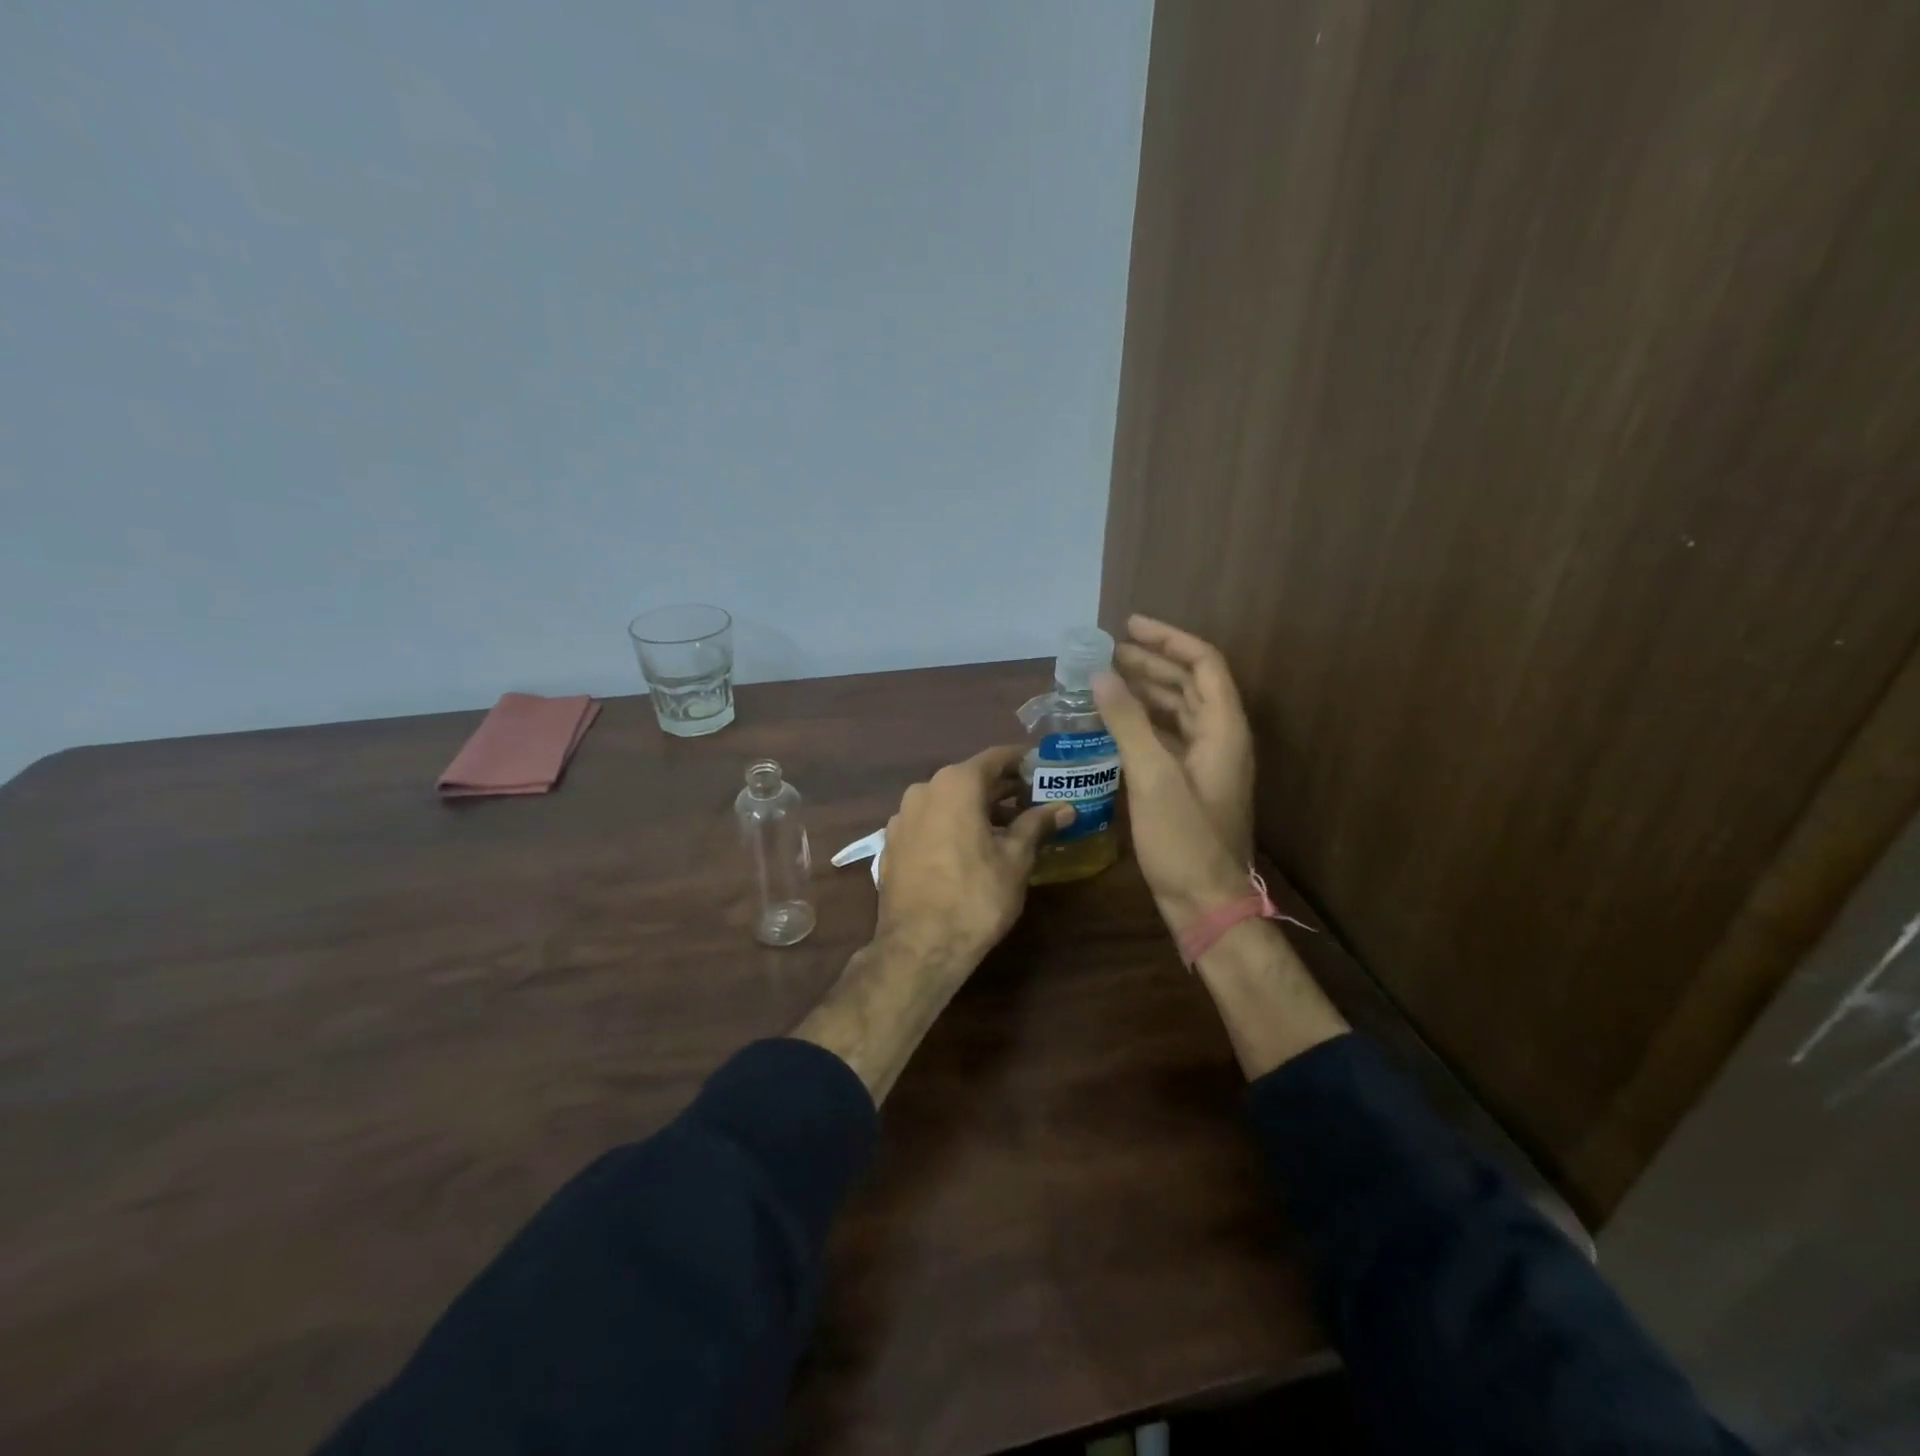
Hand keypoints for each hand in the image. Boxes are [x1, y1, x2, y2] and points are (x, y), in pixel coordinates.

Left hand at [876, 745, 1071, 973]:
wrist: (919, 947)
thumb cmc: (975, 897)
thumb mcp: (1016, 860)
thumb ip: (1037, 825)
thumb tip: (1065, 807)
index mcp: (955, 784)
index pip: (996, 758)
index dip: (1022, 761)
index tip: (1044, 767)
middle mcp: (923, 790)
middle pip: (970, 779)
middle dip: (1002, 789)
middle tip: (1034, 799)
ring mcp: (902, 817)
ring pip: (947, 801)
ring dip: (976, 809)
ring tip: (1007, 828)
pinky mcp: (892, 844)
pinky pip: (929, 823)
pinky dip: (952, 826)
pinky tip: (970, 849)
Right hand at [1095, 619, 1253, 936]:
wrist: (1206, 903)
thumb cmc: (1184, 840)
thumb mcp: (1153, 777)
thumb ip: (1128, 722)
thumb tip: (1101, 675)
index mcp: (1223, 730)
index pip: (1203, 664)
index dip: (1168, 640)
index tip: (1129, 626)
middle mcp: (1220, 739)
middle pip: (1190, 684)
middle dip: (1152, 663)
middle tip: (1109, 652)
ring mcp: (1207, 764)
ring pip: (1178, 712)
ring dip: (1146, 691)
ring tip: (1106, 679)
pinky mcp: (1190, 785)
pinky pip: (1167, 738)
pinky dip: (1142, 723)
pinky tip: (1113, 724)